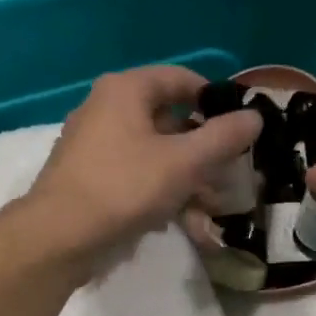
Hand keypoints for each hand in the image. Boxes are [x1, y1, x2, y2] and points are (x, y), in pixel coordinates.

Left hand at [22, 66, 260, 270]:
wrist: (60, 236)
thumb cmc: (124, 187)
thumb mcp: (184, 162)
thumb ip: (223, 138)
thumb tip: (256, 116)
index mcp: (126, 90)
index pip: (181, 79)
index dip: (215, 100)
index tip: (241, 127)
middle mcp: (107, 109)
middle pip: (170, 120)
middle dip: (205, 151)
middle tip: (232, 174)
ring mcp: (97, 145)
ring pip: (156, 154)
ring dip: (189, 179)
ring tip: (212, 208)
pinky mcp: (92, 178)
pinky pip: (138, 176)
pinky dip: (163, 193)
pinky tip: (182, 221)